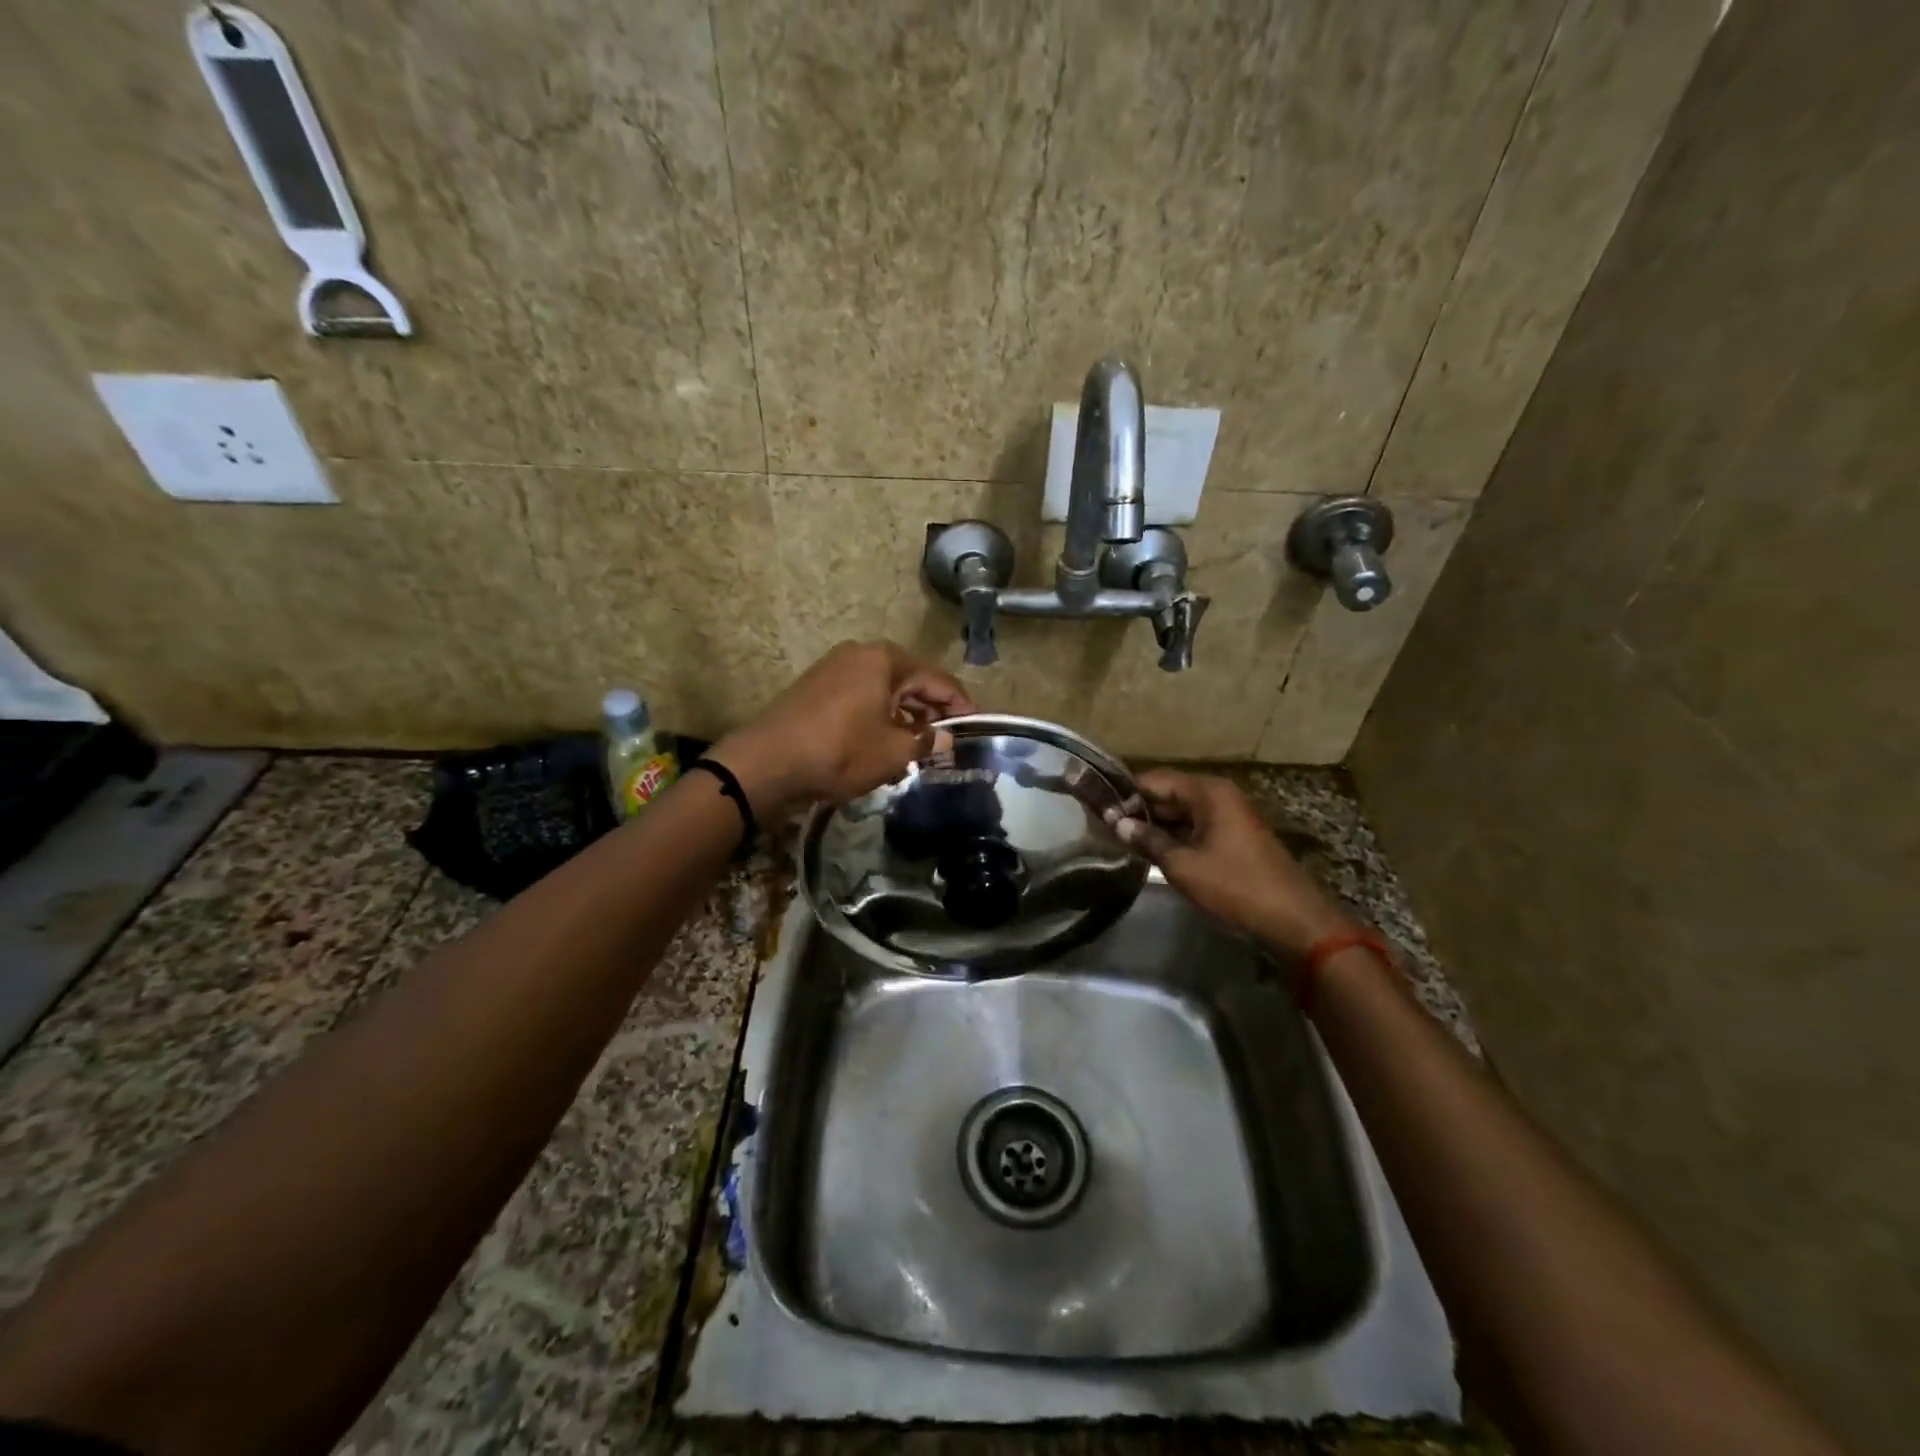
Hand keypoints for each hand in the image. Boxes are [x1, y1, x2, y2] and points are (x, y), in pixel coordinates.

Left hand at [710, 641, 975, 814]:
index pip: (937, 679)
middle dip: (931, 711)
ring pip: (884, 691)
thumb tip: (945, 738)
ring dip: (904, 717)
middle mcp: (861, 654)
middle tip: (947, 740)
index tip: (976, 726)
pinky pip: (861, 697)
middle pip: (910, 681)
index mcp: (885, 659)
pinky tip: (883, 744)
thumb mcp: (893, 751)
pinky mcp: (816, 687)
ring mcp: (834, 668)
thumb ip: (927, 741)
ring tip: (918, 748)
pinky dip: (878, 717)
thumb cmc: (840, 751)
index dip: (960, 705)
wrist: (767, 762)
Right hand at [1110, 768, 1354, 956]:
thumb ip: (1148, 840)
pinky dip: (1175, 836)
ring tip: (1123, 840)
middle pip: (1169, 793)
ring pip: (1182, 811)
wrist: (1293, 920)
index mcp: (1208, 792)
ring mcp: (1230, 816)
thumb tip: (1117, 822)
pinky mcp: (1235, 837)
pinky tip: (1154, 851)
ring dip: (1156, 824)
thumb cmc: (1235, 887)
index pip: (1155, 779)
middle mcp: (1219, 795)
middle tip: (1106, 827)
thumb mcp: (1183, 865)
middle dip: (1139, 809)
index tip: (1099, 810)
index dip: (1126, 794)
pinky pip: (1196, 826)